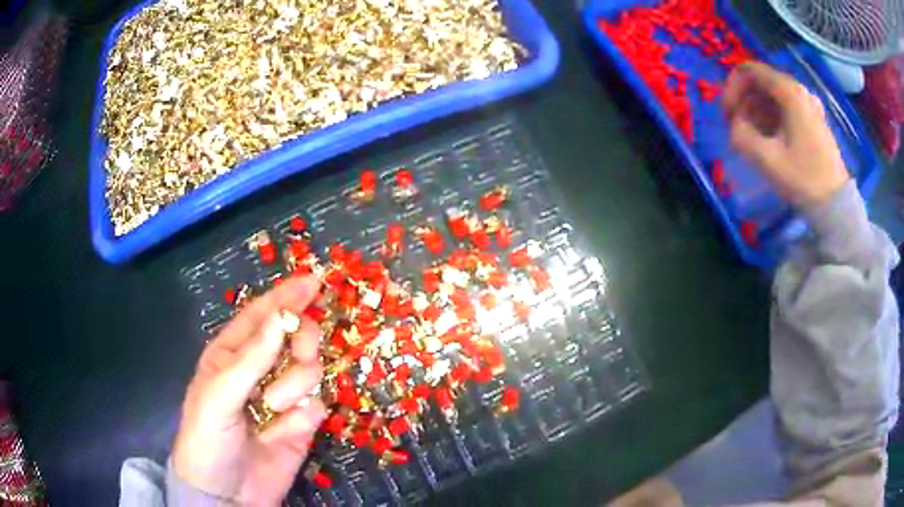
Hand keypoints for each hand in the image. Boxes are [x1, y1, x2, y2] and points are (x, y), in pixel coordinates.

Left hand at [172, 276, 326, 505]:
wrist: (228, 492)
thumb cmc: (208, 436)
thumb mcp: (219, 394)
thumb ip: (251, 358)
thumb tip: (283, 317)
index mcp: (233, 353)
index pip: (262, 314)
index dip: (286, 296)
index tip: (312, 281)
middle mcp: (261, 369)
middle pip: (296, 336)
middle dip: (301, 342)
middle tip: (298, 355)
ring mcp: (284, 396)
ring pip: (311, 369)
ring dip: (296, 385)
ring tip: (274, 409)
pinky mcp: (302, 422)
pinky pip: (318, 403)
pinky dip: (305, 414)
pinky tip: (287, 430)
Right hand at [723, 62, 848, 206]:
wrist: (836, 205)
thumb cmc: (804, 179)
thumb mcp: (767, 160)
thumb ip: (741, 135)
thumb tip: (735, 125)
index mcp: (789, 91)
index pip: (748, 71)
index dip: (731, 88)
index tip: (727, 115)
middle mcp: (798, 89)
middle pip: (760, 82)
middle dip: (744, 102)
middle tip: (737, 129)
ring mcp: (808, 104)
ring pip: (772, 96)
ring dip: (756, 112)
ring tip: (752, 139)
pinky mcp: (813, 119)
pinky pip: (785, 107)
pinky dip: (771, 118)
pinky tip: (769, 140)